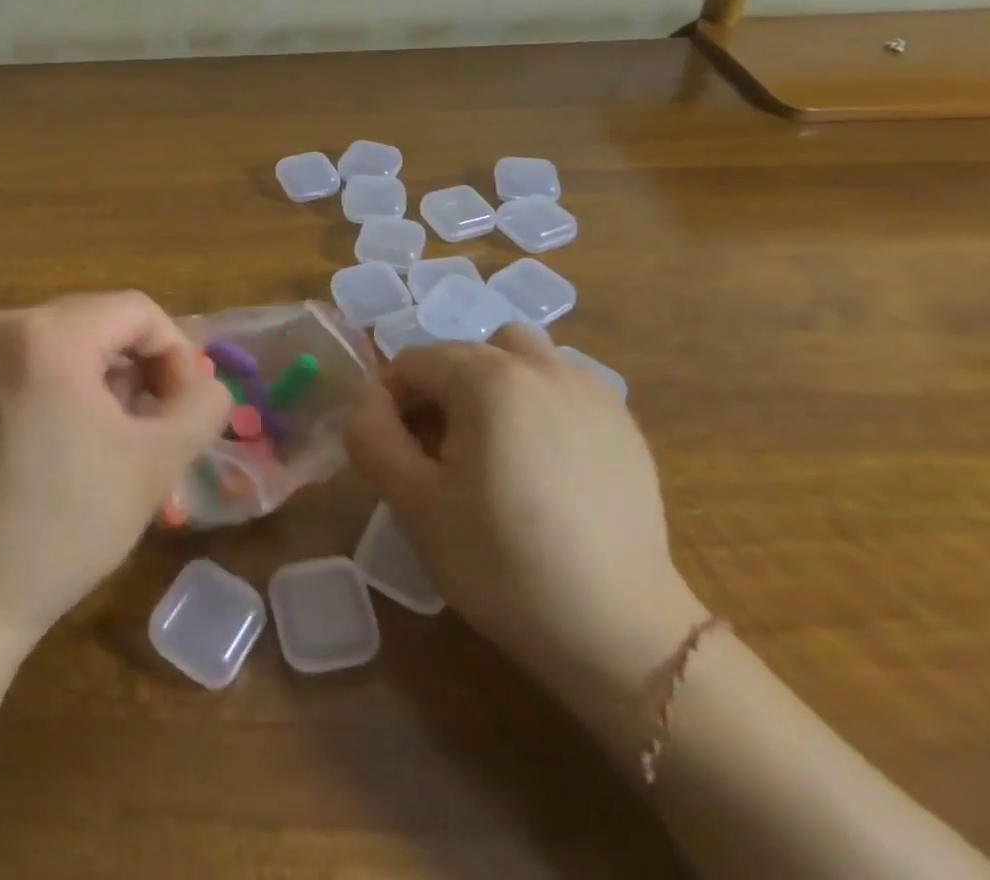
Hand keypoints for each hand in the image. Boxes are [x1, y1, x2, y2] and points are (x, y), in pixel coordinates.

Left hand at [0, 292, 232, 644]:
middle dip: (142, 365)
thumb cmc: (65, 523)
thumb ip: (201, 407)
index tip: (183, 411)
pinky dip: (71, 384)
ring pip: (73, 339)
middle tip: (156, 425)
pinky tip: (76, 439)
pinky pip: (38, 359)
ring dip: (109, 377)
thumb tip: (209, 384)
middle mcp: (8, 327)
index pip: (138, 311)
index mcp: (50, 335)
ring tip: (119, 437)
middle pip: (103, 319)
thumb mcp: (155, 461)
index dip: (177, 354)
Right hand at [344, 324, 706, 711]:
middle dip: (437, 392)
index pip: (414, 361)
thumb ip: (372, 438)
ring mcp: (590, 390)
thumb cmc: (502, 564)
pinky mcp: (623, 423)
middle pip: (465, 354)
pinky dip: (536, 402)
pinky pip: (562, 385)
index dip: (389, 400)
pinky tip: (541, 462)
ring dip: (490, 384)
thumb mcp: (414, 504)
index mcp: (488, 379)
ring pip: (519, 356)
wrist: (620, 634)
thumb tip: (366, 405)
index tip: (392, 450)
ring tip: (490, 444)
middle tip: (436, 454)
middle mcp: (542, 366)